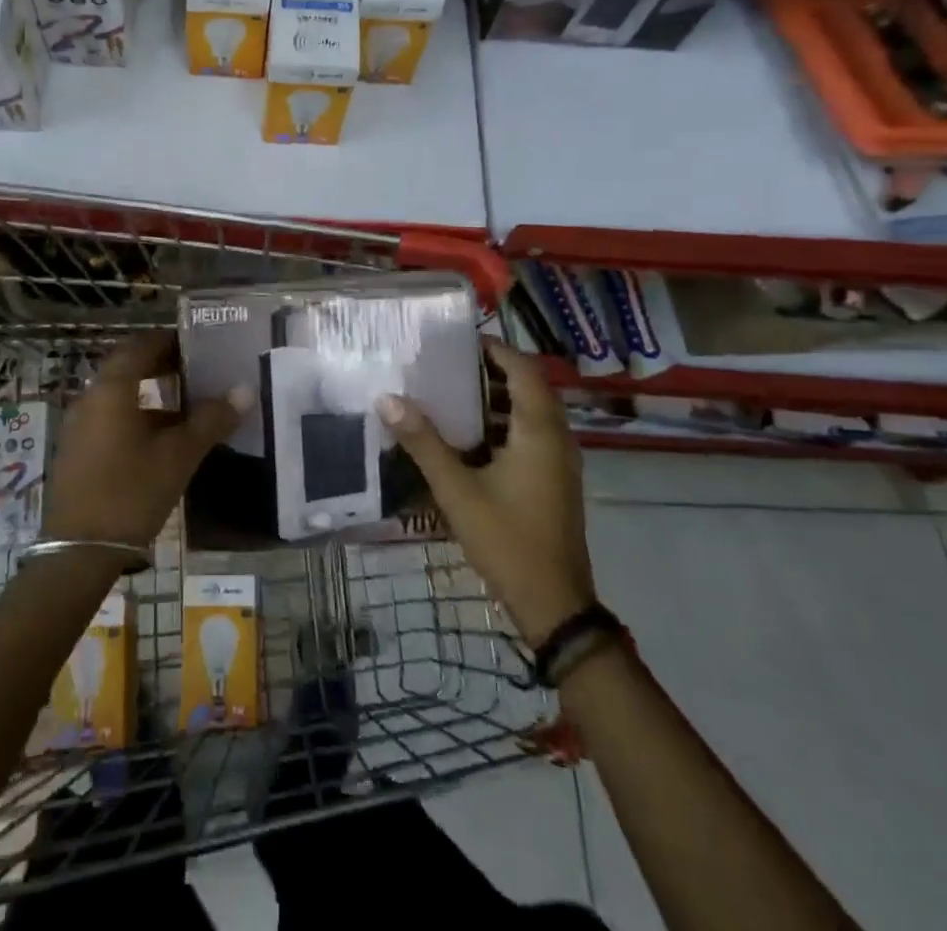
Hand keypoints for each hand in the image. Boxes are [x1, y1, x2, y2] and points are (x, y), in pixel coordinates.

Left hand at [43, 332, 250, 550]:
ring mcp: (80, 425)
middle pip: (128, 367)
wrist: (79, 551)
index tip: (198, 344)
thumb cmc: (132, 492)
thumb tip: (245, 390)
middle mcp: (91, 398)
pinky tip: (162, 440)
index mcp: (112, 389)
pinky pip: (110, 417)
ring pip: (119, 394)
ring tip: (186, 405)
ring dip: (151, 393)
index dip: (169, 341)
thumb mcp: (179, 456)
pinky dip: (137, 416)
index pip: (141, 346)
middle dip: (161, 364)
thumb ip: (211, 420)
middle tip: (196, 370)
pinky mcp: (78, 450)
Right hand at [377, 339, 594, 645]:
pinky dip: (502, 423)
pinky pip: (530, 434)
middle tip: (446, 363)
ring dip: (495, 398)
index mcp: (539, 431)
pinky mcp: (553, 480)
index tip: (458, 341)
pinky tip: (467, 435)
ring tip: (450, 391)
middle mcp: (556, 438)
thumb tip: (388, 399)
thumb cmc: (507, 540)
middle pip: (527, 387)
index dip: (494, 349)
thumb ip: (423, 443)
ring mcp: (559, 461)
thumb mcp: (457, 490)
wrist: (554, 604)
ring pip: (529, 412)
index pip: (523, 370)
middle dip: (490, 371)